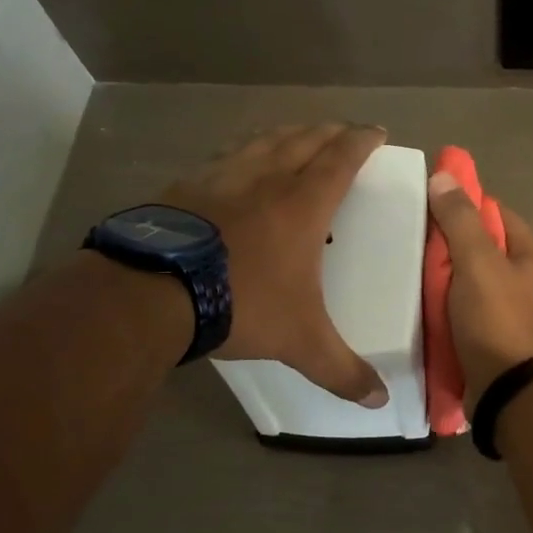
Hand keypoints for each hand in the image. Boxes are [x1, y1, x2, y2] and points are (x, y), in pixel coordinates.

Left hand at [168, 123, 388, 406]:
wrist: (153, 293)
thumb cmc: (241, 304)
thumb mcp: (300, 342)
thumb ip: (341, 370)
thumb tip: (380, 401)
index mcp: (302, 205)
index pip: (341, 159)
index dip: (362, 142)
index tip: (376, 132)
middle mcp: (266, 180)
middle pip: (304, 140)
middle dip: (329, 132)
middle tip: (343, 132)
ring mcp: (221, 177)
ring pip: (263, 141)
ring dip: (287, 134)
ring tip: (297, 136)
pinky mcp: (185, 185)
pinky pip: (224, 156)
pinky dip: (243, 152)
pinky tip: (236, 163)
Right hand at [427, 170, 532, 411]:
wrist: (505, 392)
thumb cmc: (495, 319)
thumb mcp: (477, 262)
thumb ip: (460, 220)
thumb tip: (444, 177)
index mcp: (532, 257)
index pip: (496, 214)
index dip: (465, 205)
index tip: (430, 205)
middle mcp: (527, 280)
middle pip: (482, 247)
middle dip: (449, 244)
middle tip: (413, 240)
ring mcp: (511, 310)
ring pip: (471, 279)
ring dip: (444, 276)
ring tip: (410, 269)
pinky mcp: (493, 335)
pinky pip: (465, 307)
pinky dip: (446, 303)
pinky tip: (421, 302)